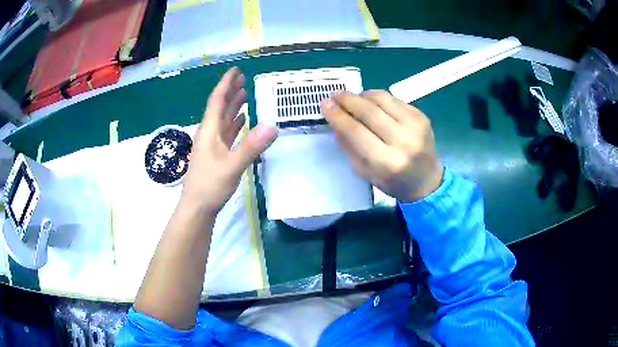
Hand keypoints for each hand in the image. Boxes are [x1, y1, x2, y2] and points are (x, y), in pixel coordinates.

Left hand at [181, 67, 277, 214]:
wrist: (197, 208)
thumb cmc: (210, 186)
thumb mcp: (232, 166)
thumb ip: (251, 147)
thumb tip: (272, 126)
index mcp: (209, 131)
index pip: (217, 100)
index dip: (226, 84)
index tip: (236, 70)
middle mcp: (209, 134)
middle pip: (219, 107)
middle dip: (230, 91)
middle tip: (243, 78)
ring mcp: (212, 145)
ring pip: (223, 119)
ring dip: (232, 105)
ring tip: (244, 93)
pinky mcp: (216, 154)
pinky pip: (226, 132)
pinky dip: (234, 123)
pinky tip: (242, 120)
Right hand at [321, 90, 442, 201]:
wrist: (426, 180)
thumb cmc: (393, 182)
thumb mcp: (365, 172)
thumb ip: (350, 147)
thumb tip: (336, 121)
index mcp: (387, 162)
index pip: (356, 132)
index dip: (338, 116)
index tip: (325, 105)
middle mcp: (403, 141)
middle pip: (369, 112)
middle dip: (347, 101)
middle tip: (334, 96)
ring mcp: (415, 126)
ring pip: (382, 99)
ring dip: (362, 95)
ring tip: (351, 98)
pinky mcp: (421, 116)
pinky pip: (394, 99)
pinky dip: (377, 98)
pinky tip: (370, 102)